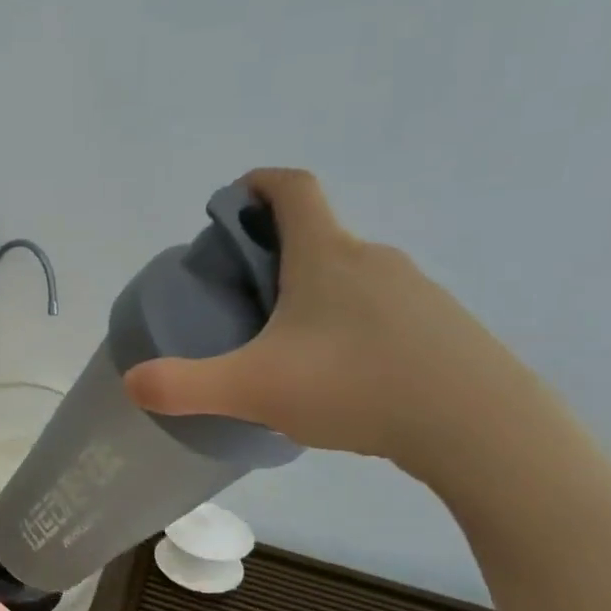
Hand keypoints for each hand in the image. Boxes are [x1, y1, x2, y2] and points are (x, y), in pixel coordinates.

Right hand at [123, 169, 533, 478]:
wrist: (478, 425)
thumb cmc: (355, 386)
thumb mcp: (253, 388)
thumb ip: (184, 385)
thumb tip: (132, 381)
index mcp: (325, 255)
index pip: (292, 189)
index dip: (258, 184)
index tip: (232, 201)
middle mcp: (373, 259)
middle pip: (317, 237)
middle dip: (274, 257)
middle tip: (244, 304)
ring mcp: (416, 291)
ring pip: (350, 279)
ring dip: (314, 296)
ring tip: (290, 351)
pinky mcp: (443, 327)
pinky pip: (382, 312)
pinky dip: (352, 328)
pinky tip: (343, 379)